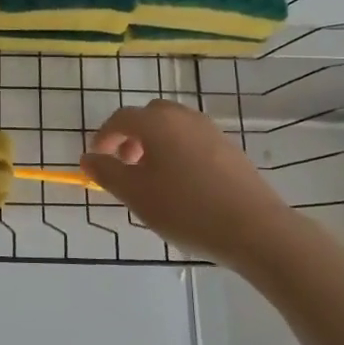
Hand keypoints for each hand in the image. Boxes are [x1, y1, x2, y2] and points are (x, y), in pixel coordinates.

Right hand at [83, 99, 289, 263]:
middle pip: (149, 116)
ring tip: (153, 177)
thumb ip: (107, 172)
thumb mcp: (136, 194)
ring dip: (156, 143)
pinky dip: (178, 152)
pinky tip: (183, 185)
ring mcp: (211, 131)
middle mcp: (183, 118)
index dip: (104, 137)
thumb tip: (89, 157)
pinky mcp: (230, 149)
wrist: (254, 228)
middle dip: (131, 136)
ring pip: (173, 127)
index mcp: (157, 123)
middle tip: (126, 165)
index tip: (97, 160)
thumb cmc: (185, 209)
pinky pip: (193, 140)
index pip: (121, 118)